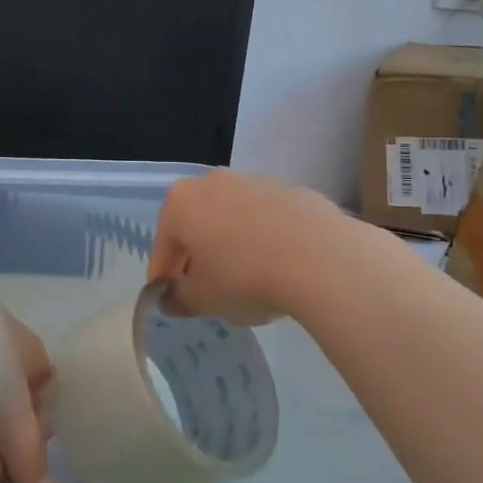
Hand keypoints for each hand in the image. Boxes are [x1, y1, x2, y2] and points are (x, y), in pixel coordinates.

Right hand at [146, 170, 345, 323]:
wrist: (320, 257)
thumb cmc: (244, 276)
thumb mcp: (203, 299)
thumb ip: (179, 299)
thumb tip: (171, 299)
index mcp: (181, 203)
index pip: (162, 245)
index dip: (163, 277)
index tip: (169, 299)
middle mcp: (213, 182)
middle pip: (196, 225)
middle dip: (197, 256)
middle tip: (205, 290)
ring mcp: (255, 182)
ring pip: (232, 219)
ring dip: (231, 245)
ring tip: (246, 281)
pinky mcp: (292, 191)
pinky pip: (267, 221)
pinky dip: (265, 240)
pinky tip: (278, 268)